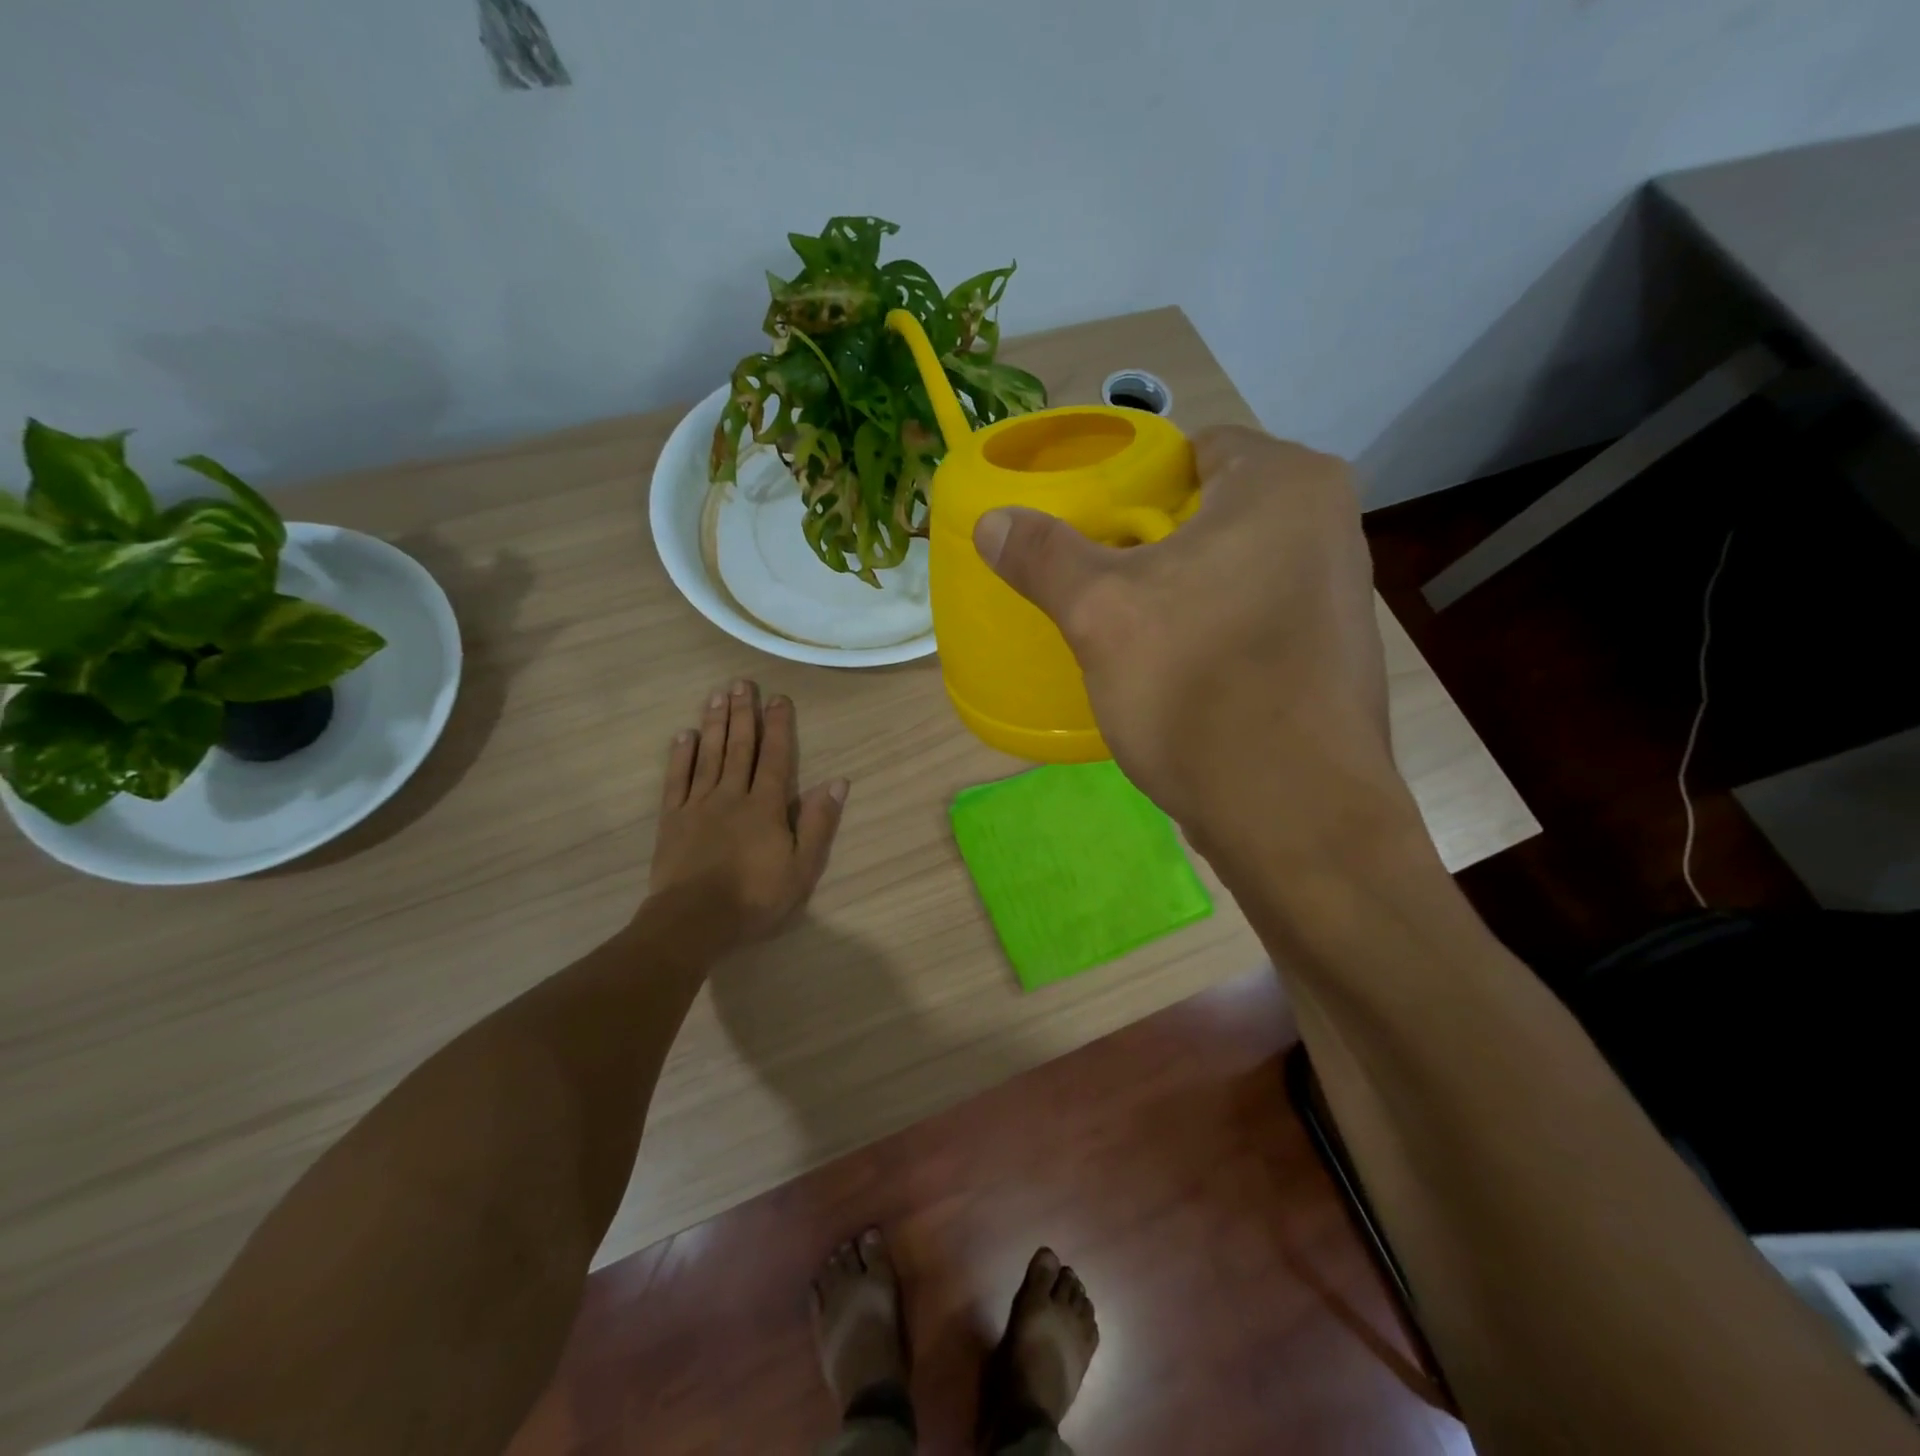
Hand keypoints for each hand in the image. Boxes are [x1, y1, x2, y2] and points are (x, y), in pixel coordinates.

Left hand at [648, 680, 847, 947]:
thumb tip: (837, 782)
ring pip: (709, 756)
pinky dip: (681, 756)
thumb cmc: (755, 898)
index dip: (778, 726)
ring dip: (714, 724)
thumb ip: (818, 823)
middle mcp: (731, 796)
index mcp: (765, 806)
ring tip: (717, 695)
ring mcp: (698, 805)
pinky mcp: (672, 820)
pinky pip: (677, 780)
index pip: (775, 757)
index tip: (779, 698)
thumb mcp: (802, 868)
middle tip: (742, 683)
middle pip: (739, 747)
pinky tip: (685, 735)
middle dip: (743, 713)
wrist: (694, 921)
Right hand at [973, 426, 1400, 859]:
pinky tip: (1178, 669)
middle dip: (1152, 542)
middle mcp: (1330, 523)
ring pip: (1234, 567)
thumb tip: (992, 520)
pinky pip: (1254, 615)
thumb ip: (1043, 556)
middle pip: (1213, 510)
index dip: (1131, 485)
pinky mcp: (1332, 652)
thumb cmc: (1198, 688)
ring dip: (1182, 589)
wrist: (1294, 815)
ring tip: (1130, 627)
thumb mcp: (1100, 614)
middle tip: (1098, 580)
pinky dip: (1214, 627)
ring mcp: (1340, 593)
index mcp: (1286, 484)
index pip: (1192, 450)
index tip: (1090, 529)